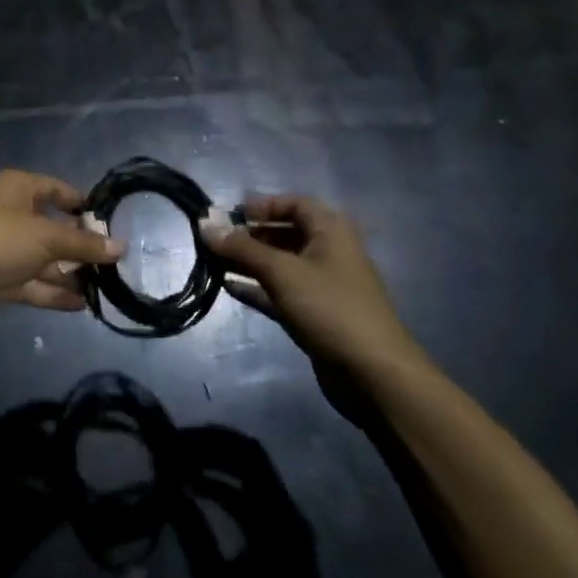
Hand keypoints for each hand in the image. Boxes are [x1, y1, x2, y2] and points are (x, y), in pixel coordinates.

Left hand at [0, 170, 123, 326]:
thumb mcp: (46, 237)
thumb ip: (83, 243)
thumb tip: (120, 246)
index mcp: (18, 188)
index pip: (57, 189)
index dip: (83, 205)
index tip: (111, 224)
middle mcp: (11, 212)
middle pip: (53, 227)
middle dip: (80, 246)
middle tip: (113, 264)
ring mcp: (3, 247)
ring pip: (44, 258)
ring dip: (70, 273)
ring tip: (104, 289)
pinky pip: (33, 282)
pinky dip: (54, 291)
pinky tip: (81, 304)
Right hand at [215, 195, 426, 383]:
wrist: (373, 374)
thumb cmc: (329, 308)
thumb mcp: (282, 271)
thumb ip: (241, 248)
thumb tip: (204, 225)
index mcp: (331, 231)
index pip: (294, 204)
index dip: (263, 206)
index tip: (232, 216)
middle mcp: (328, 252)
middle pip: (285, 233)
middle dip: (250, 235)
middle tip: (215, 240)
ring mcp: (323, 286)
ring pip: (280, 264)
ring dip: (249, 261)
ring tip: (214, 262)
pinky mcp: (315, 314)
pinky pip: (280, 291)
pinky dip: (257, 287)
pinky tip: (229, 287)